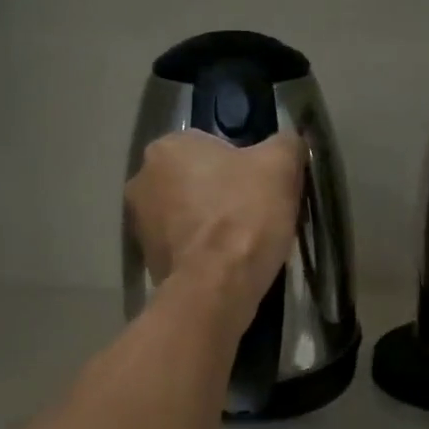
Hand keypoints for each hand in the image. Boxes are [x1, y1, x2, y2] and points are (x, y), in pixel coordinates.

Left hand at [125, 131, 304, 329]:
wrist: (216, 286)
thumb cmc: (245, 215)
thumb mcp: (281, 166)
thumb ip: (286, 144)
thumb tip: (290, 142)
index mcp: (168, 146)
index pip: (213, 146)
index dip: (245, 166)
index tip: (264, 188)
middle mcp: (142, 178)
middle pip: (197, 179)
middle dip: (224, 193)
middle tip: (258, 214)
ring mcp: (139, 222)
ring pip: (189, 213)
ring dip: (212, 223)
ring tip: (245, 243)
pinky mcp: (146, 259)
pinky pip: (183, 245)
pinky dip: (203, 251)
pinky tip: (228, 263)